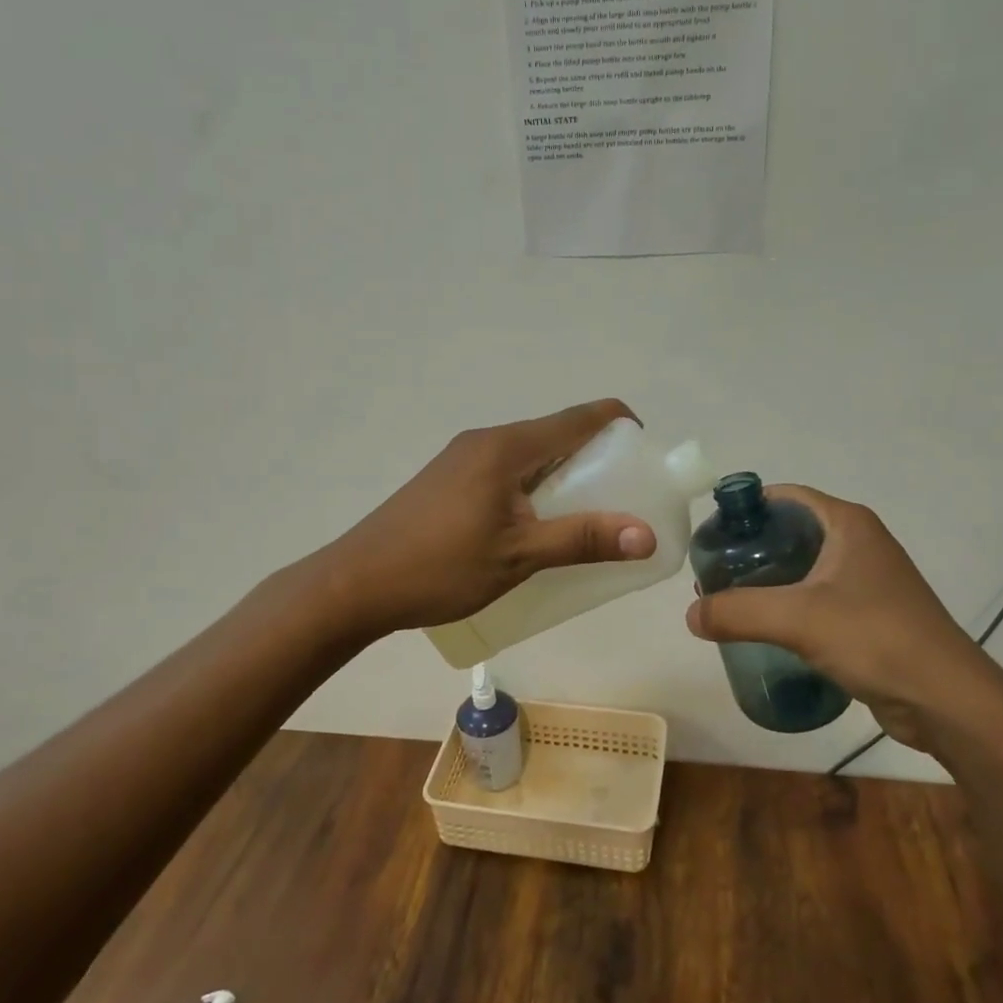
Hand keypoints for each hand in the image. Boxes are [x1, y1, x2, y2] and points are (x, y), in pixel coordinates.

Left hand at [317, 400, 655, 636]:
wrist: (355, 584)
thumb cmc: (439, 567)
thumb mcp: (519, 557)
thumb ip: (583, 540)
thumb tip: (647, 534)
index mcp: (507, 447)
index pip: (581, 417)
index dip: (621, 426)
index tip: (646, 459)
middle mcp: (486, 441)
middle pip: (557, 435)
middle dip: (597, 461)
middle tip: (623, 502)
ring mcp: (463, 459)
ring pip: (531, 457)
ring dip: (565, 479)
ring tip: (587, 521)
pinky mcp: (449, 480)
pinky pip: (507, 473)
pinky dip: (535, 490)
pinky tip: (537, 529)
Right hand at [684, 486, 999, 752]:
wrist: (946, 700)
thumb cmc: (876, 639)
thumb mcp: (798, 619)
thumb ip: (738, 612)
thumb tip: (690, 615)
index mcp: (848, 524)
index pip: (785, 498)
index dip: (745, 510)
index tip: (711, 536)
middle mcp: (859, 543)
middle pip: (790, 532)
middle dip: (749, 551)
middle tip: (713, 576)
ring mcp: (867, 580)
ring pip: (803, 569)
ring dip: (767, 582)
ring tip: (729, 603)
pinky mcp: (870, 615)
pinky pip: (816, 599)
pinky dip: (788, 607)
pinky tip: (765, 630)